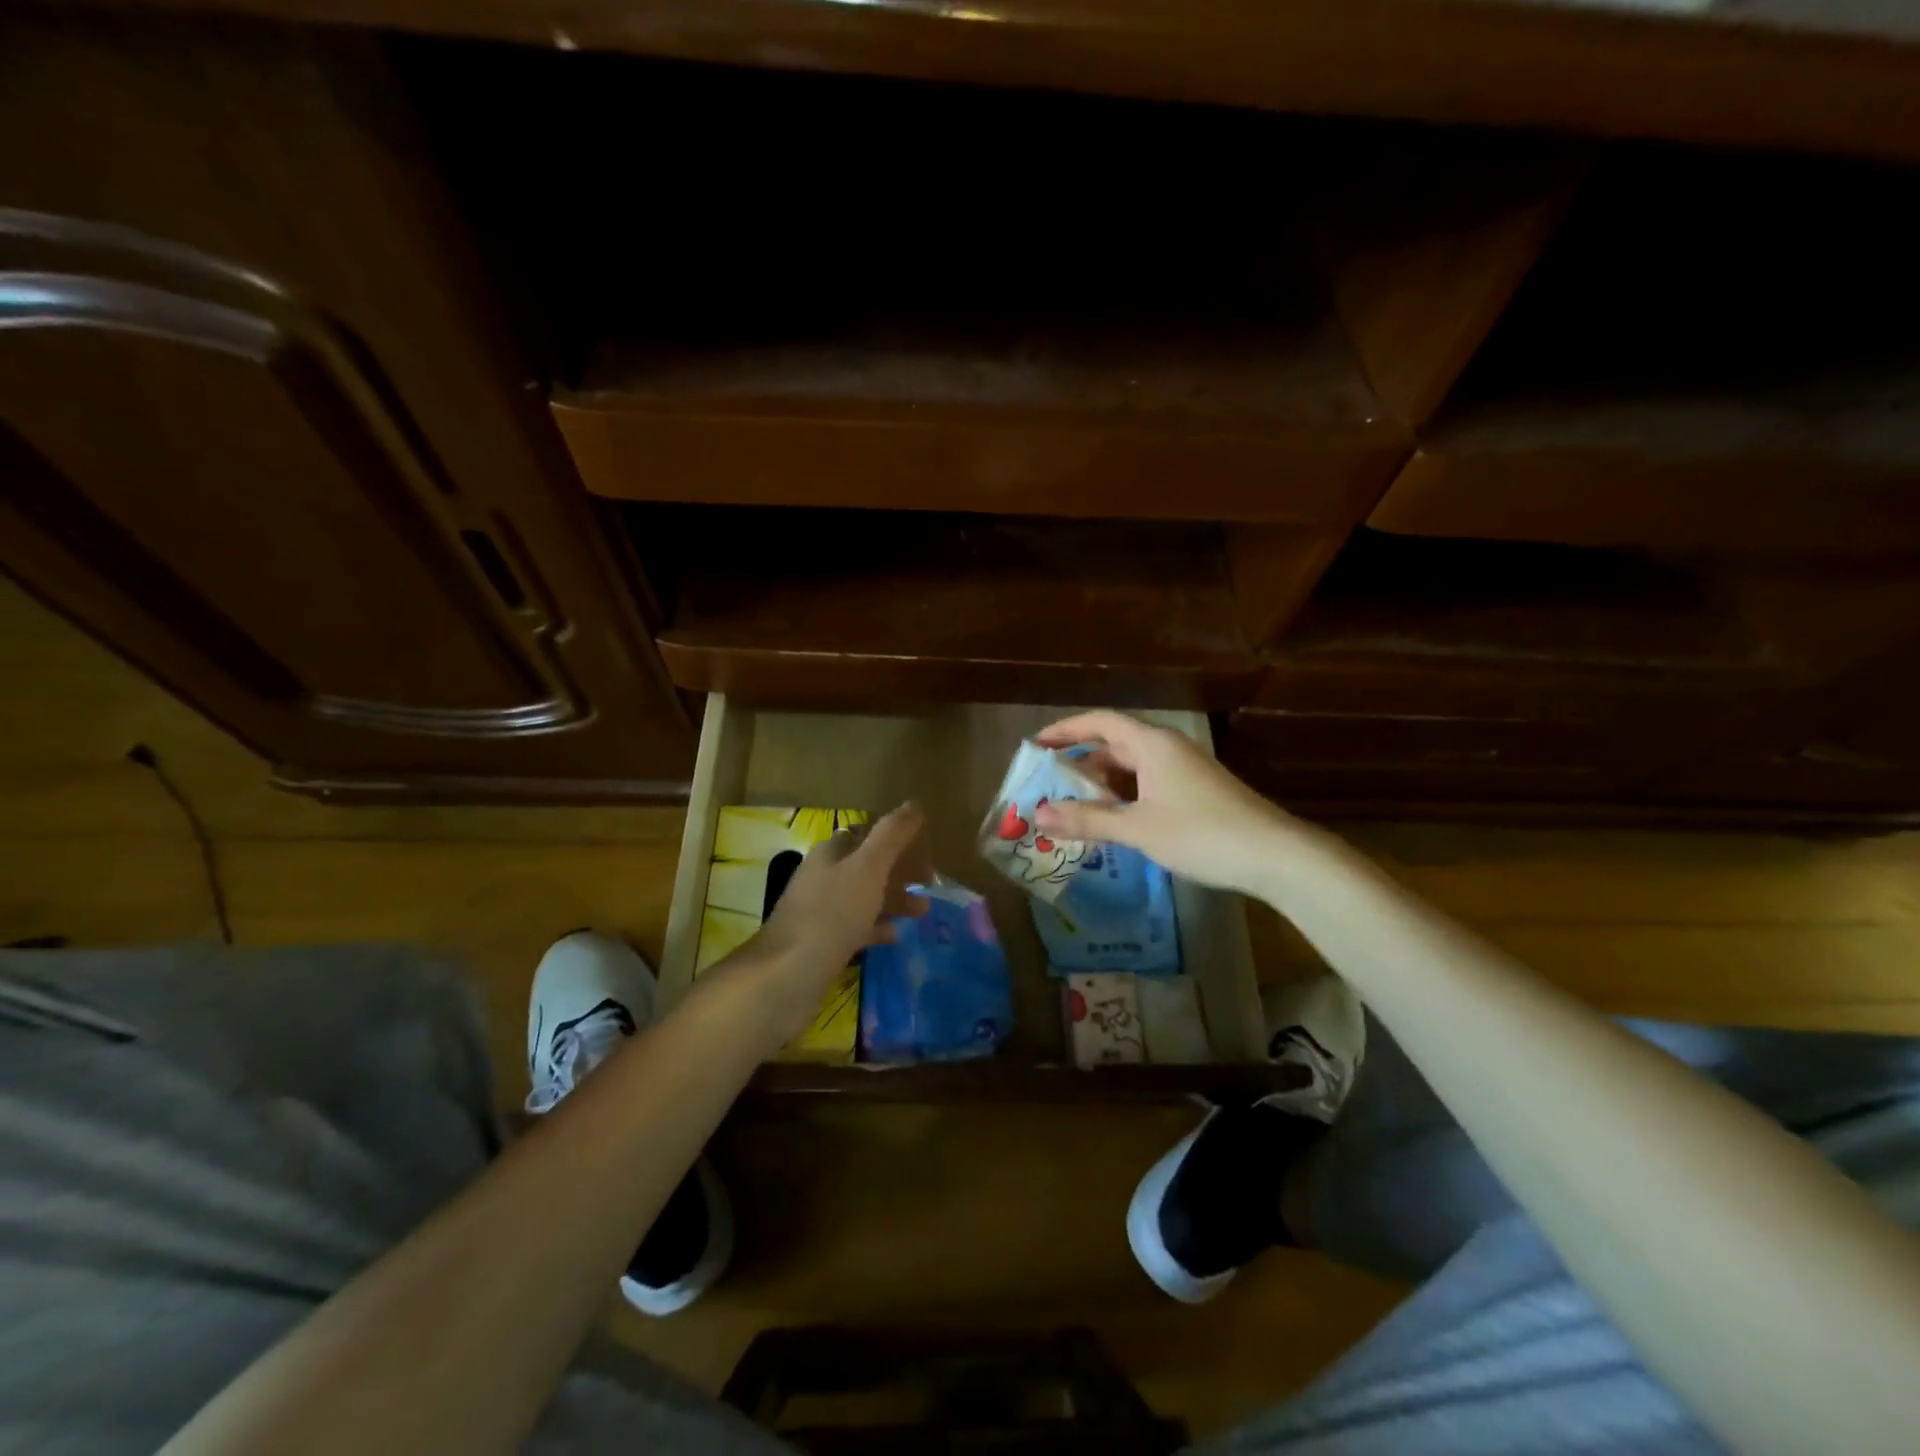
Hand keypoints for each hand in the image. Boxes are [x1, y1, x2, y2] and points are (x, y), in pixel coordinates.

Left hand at [740, 802, 928, 1043]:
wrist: (787, 976)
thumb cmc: (831, 914)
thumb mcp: (868, 868)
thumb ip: (891, 835)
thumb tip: (914, 804)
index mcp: (832, 853)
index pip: (867, 832)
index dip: (897, 837)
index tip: (925, 851)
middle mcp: (823, 876)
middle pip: (867, 865)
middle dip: (899, 871)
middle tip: (929, 884)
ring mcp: (821, 911)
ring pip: (864, 896)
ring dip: (893, 899)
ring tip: (922, 912)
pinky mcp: (822, 942)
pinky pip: (856, 927)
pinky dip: (877, 927)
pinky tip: (895, 936)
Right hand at [1032, 711, 1303, 898]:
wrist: (1276, 856)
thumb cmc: (1202, 834)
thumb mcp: (1139, 828)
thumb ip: (1088, 819)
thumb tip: (1038, 814)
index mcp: (1152, 744)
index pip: (1100, 721)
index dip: (1065, 730)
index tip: (1035, 746)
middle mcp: (1167, 749)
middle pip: (1114, 745)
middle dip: (1079, 765)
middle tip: (1048, 789)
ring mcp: (1183, 770)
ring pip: (1131, 768)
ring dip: (1101, 785)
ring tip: (1072, 809)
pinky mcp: (1194, 791)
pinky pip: (1147, 784)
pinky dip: (1123, 797)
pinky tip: (1112, 822)